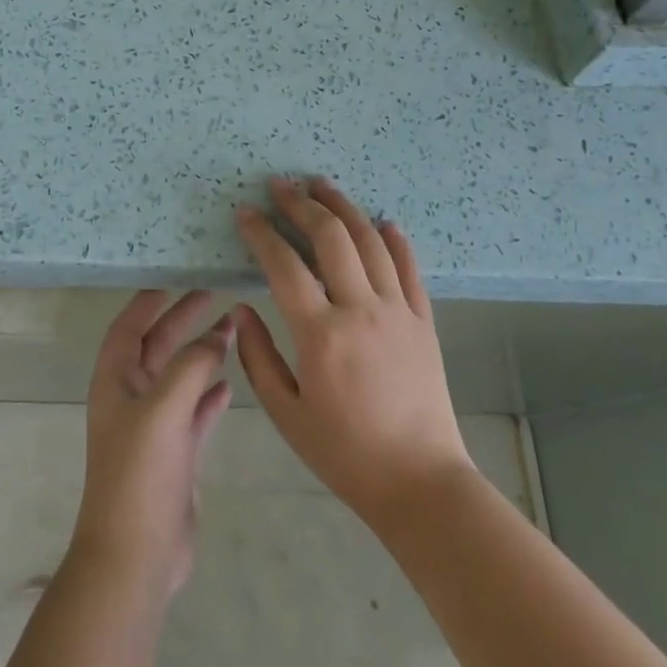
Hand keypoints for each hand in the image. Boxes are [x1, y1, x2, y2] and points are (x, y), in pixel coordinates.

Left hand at [69, 291, 234, 599]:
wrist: (136, 556)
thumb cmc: (140, 474)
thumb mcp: (163, 409)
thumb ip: (191, 366)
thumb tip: (218, 335)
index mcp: (115, 381)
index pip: (129, 327)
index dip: (148, 301)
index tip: (175, 276)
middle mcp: (131, 398)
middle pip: (157, 346)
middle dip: (183, 320)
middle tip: (215, 294)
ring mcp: (153, 427)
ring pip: (180, 377)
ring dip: (202, 353)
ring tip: (232, 329)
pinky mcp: (175, 454)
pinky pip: (194, 412)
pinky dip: (209, 394)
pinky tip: (230, 383)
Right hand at [233, 177, 472, 534]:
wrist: (420, 482)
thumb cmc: (344, 453)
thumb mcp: (286, 414)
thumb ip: (258, 357)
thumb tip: (241, 310)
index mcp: (321, 334)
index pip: (284, 265)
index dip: (261, 232)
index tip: (245, 211)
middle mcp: (361, 310)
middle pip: (331, 238)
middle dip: (301, 204)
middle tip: (281, 184)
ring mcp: (398, 312)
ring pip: (371, 242)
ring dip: (344, 208)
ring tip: (323, 185)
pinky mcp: (424, 322)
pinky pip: (410, 269)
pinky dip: (396, 240)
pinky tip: (384, 221)